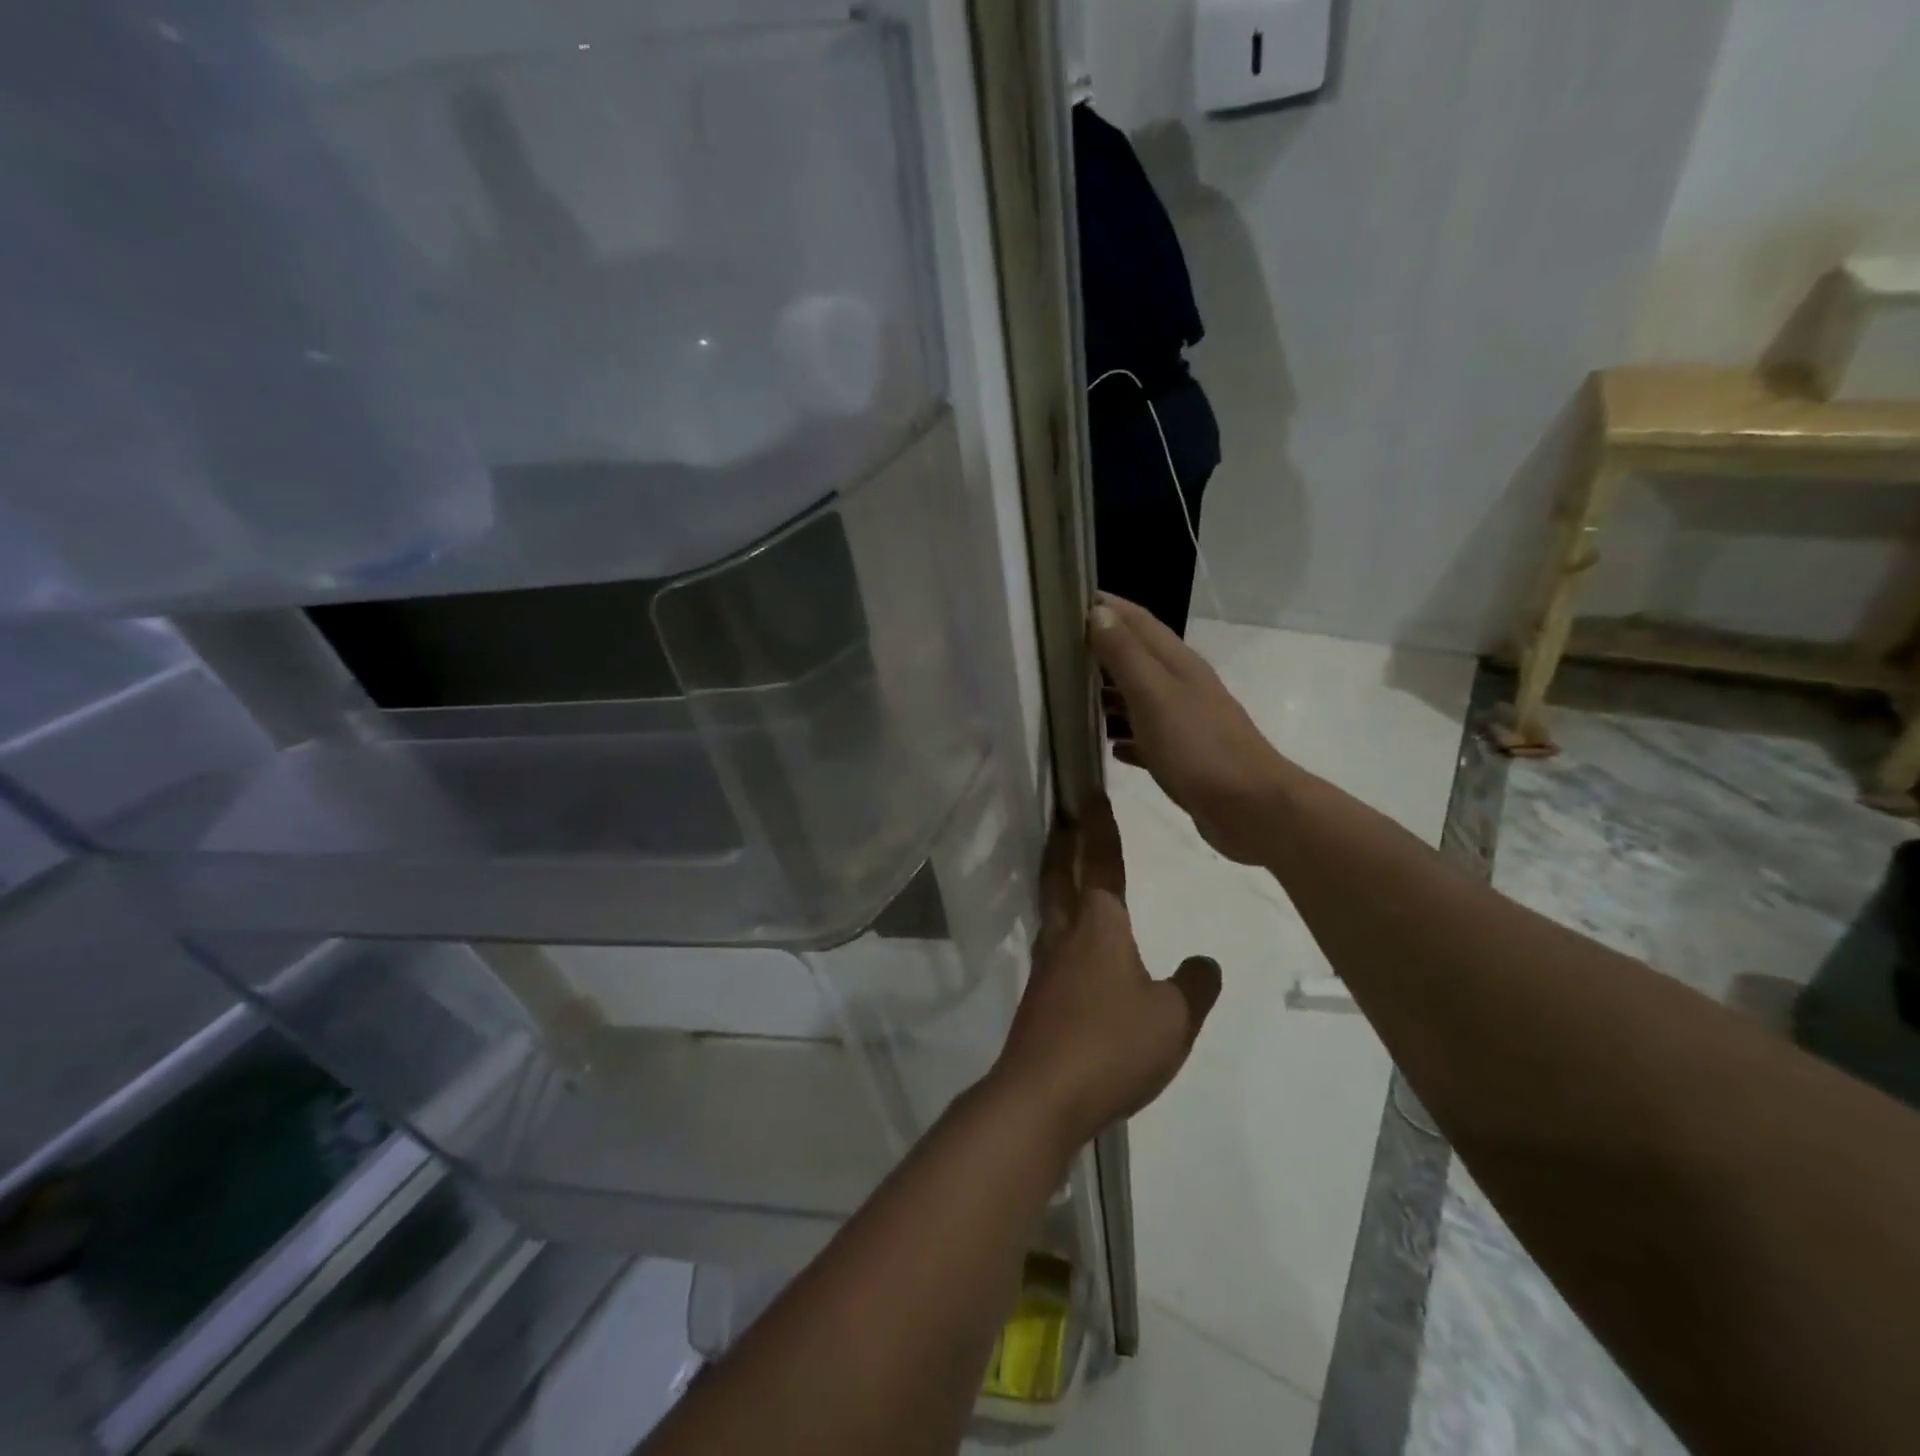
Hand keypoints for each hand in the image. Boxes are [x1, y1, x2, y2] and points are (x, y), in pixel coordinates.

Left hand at [992, 796, 1220, 1149]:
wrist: (1042, 1095)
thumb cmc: (1112, 1045)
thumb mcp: (1174, 1019)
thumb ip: (1195, 987)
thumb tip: (1207, 962)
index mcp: (1100, 926)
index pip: (1102, 862)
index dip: (1100, 827)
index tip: (1090, 795)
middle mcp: (1066, 935)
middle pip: (1060, 875)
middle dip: (1063, 843)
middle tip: (1065, 818)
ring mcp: (1046, 966)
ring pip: (1050, 907)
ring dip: (1057, 879)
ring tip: (1067, 870)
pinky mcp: (1038, 996)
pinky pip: (1051, 944)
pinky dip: (1060, 924)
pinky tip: (1073, 946)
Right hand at [1089, 593, 1291, 865]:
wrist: (1251, 809)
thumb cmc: (1198, 748)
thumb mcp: (1154, 696)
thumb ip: (1125, 655)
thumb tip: (1097, 612)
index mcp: (1177, 664)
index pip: (1137, 620)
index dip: (1106, 606)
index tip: (1067, 598)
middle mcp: (1182, 686)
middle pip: (1136, 657)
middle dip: (1099, 649)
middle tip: (1056, 650)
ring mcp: (1185, 722)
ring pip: (1139, 697)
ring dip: (1108, 694)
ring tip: (1069, 698)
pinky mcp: (1184, 757)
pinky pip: (1146, 738)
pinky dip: (1125, 736)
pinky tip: (1106, 747)